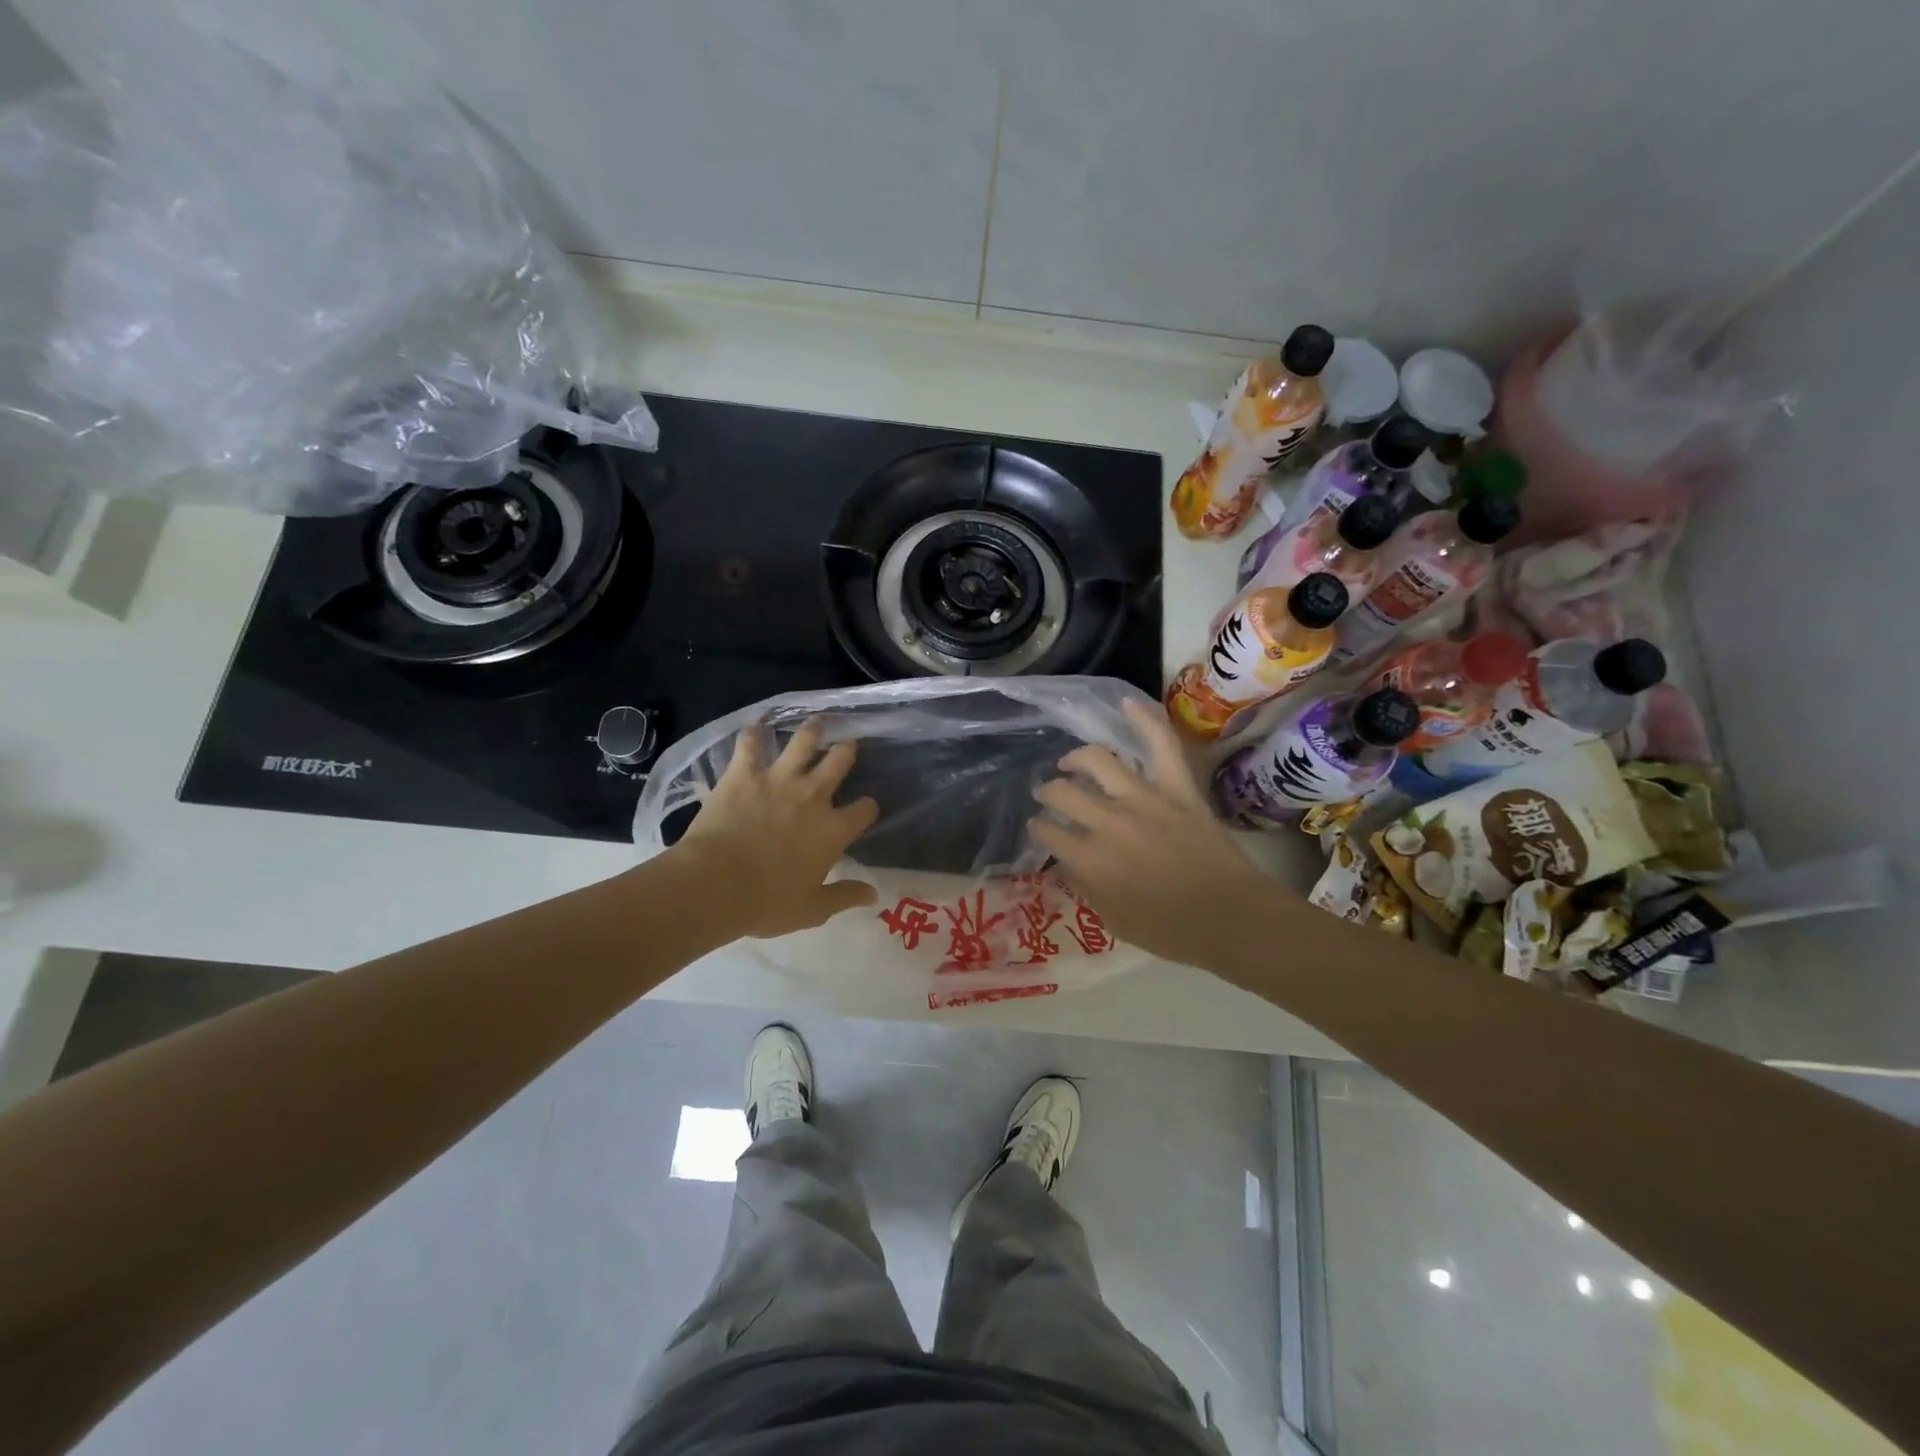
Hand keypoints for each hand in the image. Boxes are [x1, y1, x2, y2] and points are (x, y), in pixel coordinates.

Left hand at [674, 719, 879, 938]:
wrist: (715, 884)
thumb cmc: (766, 902)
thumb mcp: (812, 909)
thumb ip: (845, 896)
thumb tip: (875, 894)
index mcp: (832, 831)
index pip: (864, 810)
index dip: (867, 808)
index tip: (864, 809)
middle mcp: (813, 796)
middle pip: (839, 762)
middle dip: (847, 751)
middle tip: (848, 745)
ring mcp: (778, 779)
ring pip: (803, 741)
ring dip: (813, 729)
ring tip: (818, 722)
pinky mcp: (744, 773)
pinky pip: (750, 743)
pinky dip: (754, 733)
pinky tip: (756, 726)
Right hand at [1030, 700, 1275, 962]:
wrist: (1232, 918)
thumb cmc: (1172, 930)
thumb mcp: (1114, 921)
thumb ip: (1085, 887)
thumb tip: (1069, 862)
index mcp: (1091, 859)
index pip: (1049, 832)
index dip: (1040, 829)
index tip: (1041, 829)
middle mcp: (1109, 822)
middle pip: (1063, 793)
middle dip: (1048, 793)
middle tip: (1047, 794)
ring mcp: (1145, 798)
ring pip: (1098, 761)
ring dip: (1076, 759)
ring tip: (1071, 762)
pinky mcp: (1178, 787)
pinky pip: (1160, 744)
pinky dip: (1144, 719)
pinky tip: (1126, 703)